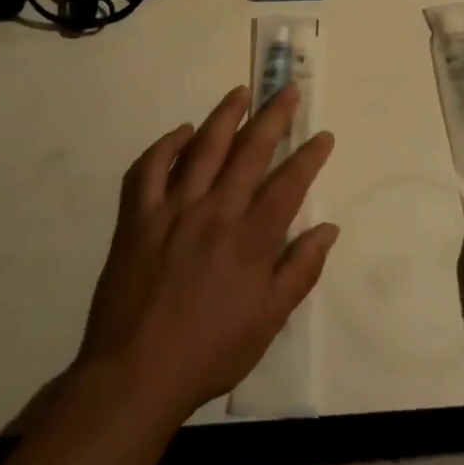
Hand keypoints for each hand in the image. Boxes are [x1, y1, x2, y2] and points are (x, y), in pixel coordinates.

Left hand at [77, 85, 336, 422]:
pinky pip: (150, 168)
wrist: (135, 374)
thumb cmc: (209, 352)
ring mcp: (173, 209)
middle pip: (250, 151)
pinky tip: (182, 132)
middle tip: (287, 89)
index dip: (309, 156)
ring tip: (241, 93)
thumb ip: (300, 271)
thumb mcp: (268, 322)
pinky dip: (166, 145)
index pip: (288, 184)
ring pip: (203, 148)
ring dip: (225, 116)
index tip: (323, 135)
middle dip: (274, 117)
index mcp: (250, 240)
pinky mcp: (138, 216)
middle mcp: (215, 212)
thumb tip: (328, 229)